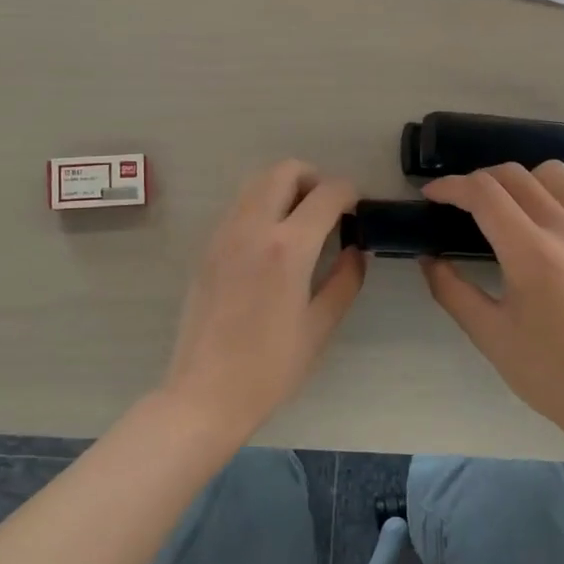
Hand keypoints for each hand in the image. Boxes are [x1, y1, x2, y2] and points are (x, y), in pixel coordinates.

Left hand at [162, 160, 366, 441]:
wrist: (205, 393)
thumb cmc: (270, 368)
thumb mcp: (320, 327)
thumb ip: (344, 280)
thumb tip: (355, 250)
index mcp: (287, 248)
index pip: (326, 194)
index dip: (350, 193)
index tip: (358, 210)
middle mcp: (252, 228)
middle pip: (284, 170)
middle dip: (314, 179)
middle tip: (328, 210)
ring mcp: (224, 234)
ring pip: (256, 183)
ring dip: (284, 189)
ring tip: (301, 224)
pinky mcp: (207, 247)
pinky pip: (238, 207)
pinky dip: (261, 206)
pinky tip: (271, 244)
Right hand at [420, 162, 563, 449]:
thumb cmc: (550, 374)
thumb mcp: (489, 335)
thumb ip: (451, 290)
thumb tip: (429, 257)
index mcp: (533, 255)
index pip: (484, 193)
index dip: (450, 187)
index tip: (430, 196)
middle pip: (514, 175)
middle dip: (477, 180)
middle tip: (457, 205)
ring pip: (551, 174)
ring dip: (517, 180)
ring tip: (501, 208)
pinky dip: (548, 195)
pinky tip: (537, 227)